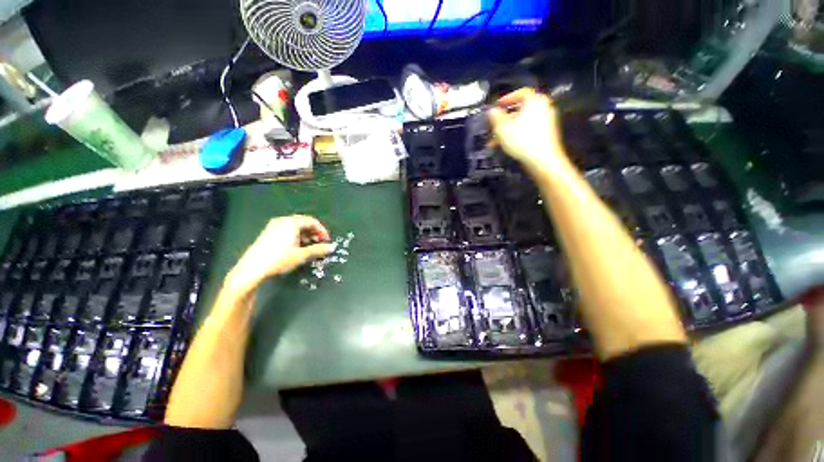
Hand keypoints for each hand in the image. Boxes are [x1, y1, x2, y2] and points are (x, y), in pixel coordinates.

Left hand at [227, 215, 335, 291]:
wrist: (252, 269)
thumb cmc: (279, 259)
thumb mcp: (302, 255)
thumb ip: (319, 249)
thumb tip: (332, 247)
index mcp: (292, 223)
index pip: (312, 221)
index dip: (322, 230)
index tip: (327, 241)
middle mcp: (282, 221)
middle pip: (304, 222)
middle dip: (314, 232)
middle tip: (320, 243)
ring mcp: (273, 226)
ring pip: (295, 226)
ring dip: (305, 235)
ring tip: (309, 246)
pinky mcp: (268, 233)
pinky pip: (287, 230)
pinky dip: (296, 236)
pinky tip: (297, 247)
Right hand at [488, 88, 566, 170]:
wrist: (542, 160)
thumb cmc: (522, 140)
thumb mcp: (502, 128)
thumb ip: (495, 117)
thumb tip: (492, 111)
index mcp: (535, 101)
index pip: (521, 93)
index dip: (507, 98)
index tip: (497, 106)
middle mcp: (543, 108)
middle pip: (520, 110)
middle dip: (503, 120)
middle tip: (493, 127)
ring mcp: (546, 122)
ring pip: (521, 123)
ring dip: (506, 131)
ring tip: (494, 142)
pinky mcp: (545, 135)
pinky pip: (527, 131)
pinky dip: (516, 135)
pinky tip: (505, 146)